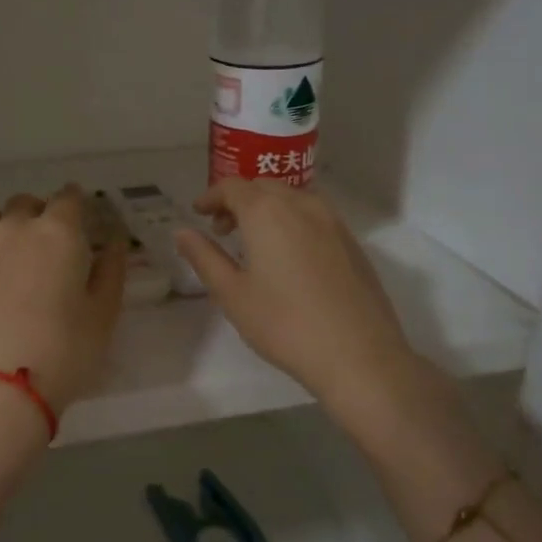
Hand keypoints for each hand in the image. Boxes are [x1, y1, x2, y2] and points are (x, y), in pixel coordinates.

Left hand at [0, 185, 126, 415]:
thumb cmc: (62, 351)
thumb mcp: (103, 314)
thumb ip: (111, 270)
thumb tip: (114, 241)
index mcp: (57, 232)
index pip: (69, 197)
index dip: (79, 203)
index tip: (86, 218)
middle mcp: (14, 230)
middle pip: (26, 203)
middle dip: (42, 212)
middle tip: (55, 241)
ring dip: (7, 225)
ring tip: (18, 254)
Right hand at [174, 178, 423, 410]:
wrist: (358, 354)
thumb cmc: (284, 324)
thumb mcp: (232, 293)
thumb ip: (204, 257)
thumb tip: (182, 232)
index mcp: (267, 212)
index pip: (232, 187)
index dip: (211, 196)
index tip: (199, 213)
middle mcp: (301, 204)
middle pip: (263, 187)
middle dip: (238, 201)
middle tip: (222, 230)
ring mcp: (333, 221)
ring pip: (292, 198)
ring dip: (267, 208)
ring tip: (255, 242)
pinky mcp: (352, 242)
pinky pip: (314, 215)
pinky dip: (293, 220)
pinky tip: (289, 256)